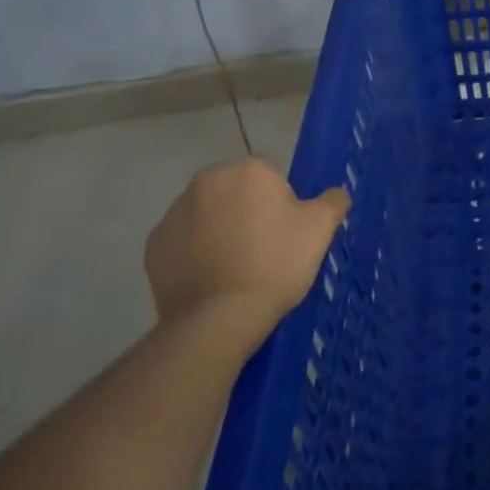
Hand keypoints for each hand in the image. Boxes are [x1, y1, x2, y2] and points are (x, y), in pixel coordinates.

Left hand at [145, 158, 348, 354]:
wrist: (218, 319)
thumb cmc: (275, 263)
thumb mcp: (320, 229)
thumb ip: (333, 201)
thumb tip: (336, 194)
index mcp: (247, 170)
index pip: (272, 177)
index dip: (283, 205)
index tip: (287, 235)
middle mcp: (206, 182)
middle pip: (236, 193)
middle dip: (248, 213)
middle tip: (266, 251)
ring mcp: (173, 215)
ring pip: (208, 216)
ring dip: (221, 232)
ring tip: (237, 270)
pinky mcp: (154, 247)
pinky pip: (184, 243)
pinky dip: (196, 255)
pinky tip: (212, 280)